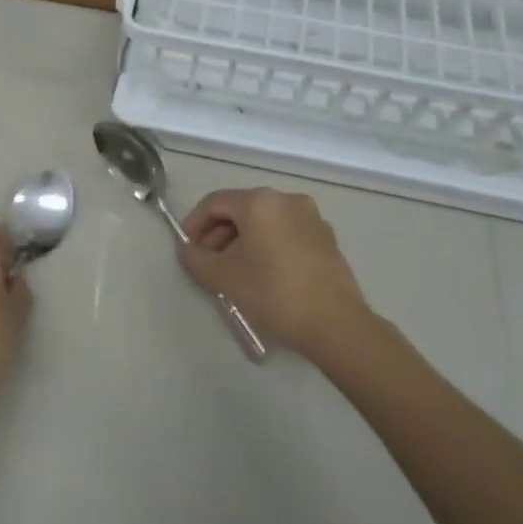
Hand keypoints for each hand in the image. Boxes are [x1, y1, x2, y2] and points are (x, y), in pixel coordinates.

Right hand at [177, 189, 372, 362]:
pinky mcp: (326, 238)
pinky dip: (267, 246)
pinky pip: (285, 233)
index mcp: (260, 201)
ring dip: (242, 241)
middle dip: (218, 234)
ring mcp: (311, 217)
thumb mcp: (223, 277)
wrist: (335, 324)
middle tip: (207, 263)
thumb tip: (188, 250)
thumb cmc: (273, 293)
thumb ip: (196, 259)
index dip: (194, 223)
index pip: (215, 202)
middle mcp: (287, 199)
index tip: (186, 249)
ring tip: (233, 272)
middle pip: (241, 209)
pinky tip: (263, 275)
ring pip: (264, 222)